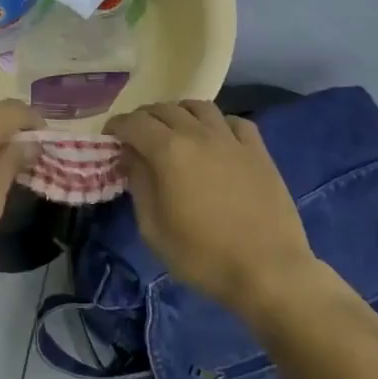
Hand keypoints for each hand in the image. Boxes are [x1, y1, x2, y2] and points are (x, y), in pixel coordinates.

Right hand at [106, 100, 318, 314]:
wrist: (268, 271)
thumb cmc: (202, 255)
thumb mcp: (153, 228)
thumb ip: (139, 184)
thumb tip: (131, 156)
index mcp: (168, 151)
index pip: (134, 122)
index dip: (117, 126)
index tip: (109, 137)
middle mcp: (198, 135)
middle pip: (164, 109)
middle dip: (144, 118)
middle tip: (137, 136)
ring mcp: (232, 140)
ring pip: (199, 107)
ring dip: (179, 113)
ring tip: (174, 131)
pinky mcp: (258, 151)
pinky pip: (234, 122)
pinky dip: (217, 123)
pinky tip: (215, 139)